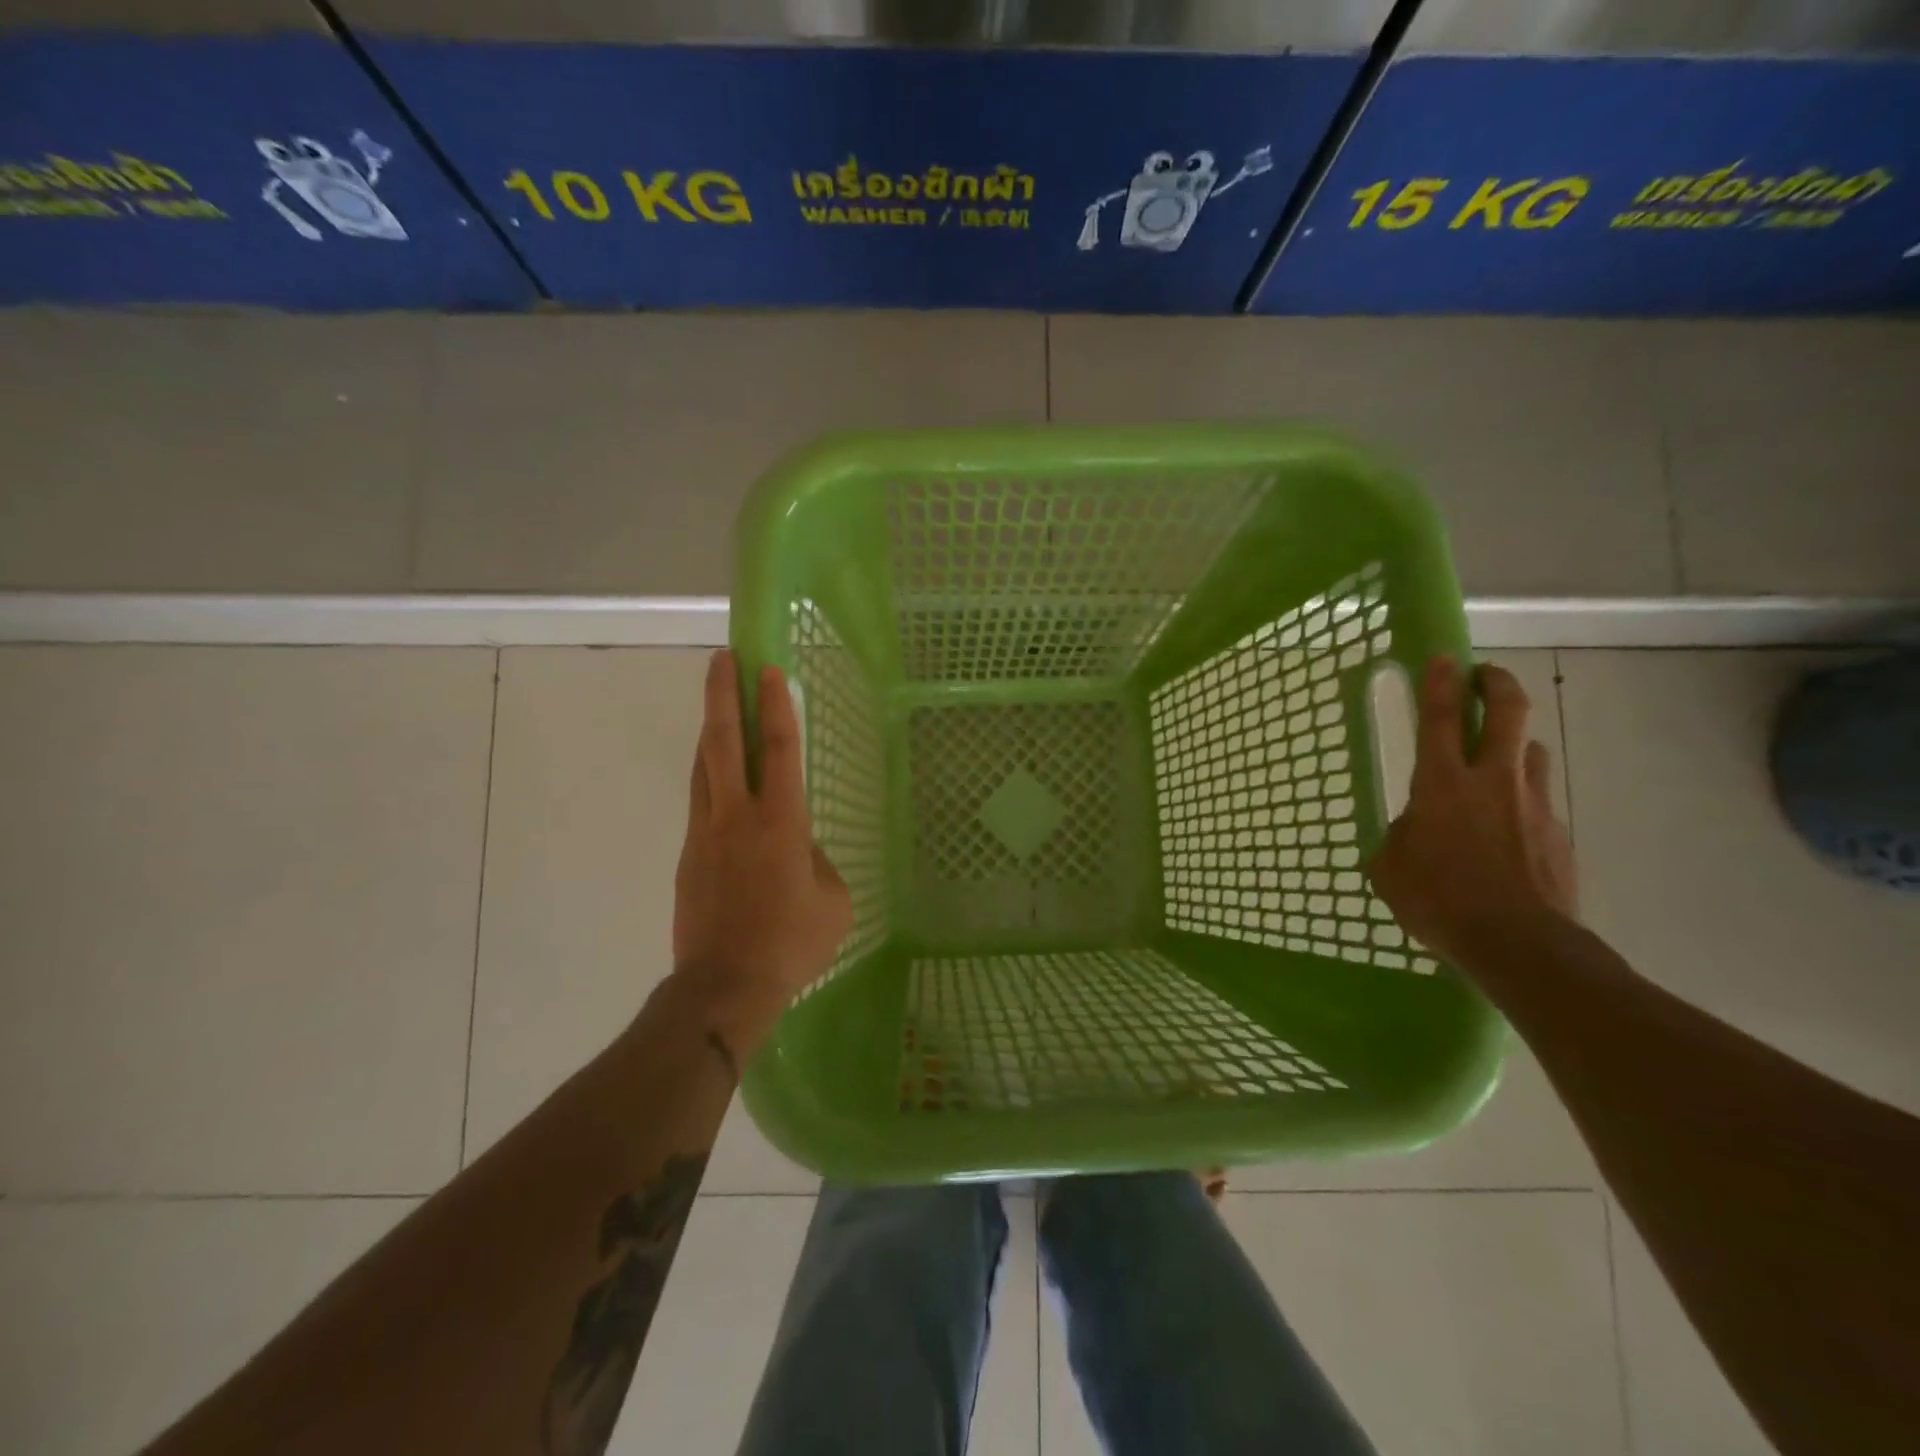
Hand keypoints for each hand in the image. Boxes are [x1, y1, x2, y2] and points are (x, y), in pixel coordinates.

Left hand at [670, 650, 851, 1058]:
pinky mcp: (687, 856)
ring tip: (715, 703)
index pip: (778, 749)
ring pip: (702, 767)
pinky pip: (698, 801)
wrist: (724, 986)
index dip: (774, 706)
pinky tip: (715, 776)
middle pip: (724, 742)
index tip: (768, 669)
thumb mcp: (834, 902)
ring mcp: (705, 834)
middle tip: (722, 658)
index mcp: (781, 822)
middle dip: (722, 695)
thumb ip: (820, 864)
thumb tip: (802, 851)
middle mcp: (737, 816)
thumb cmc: (791, 943)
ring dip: (709, 729)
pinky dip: (707, 775)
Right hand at [1368, 658, 1578, 969]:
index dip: (1439, 683)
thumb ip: (1399, 835)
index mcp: (1442, 784)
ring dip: (1515, 741)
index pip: (1441, 718)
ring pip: (1532, 750)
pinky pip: (1539, 799)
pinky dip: (1523, 797)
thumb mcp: (1390, 868)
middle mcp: (1492, 781)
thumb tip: (1414, 827)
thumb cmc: (1438, 900)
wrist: (1520, 944)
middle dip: (1497, 684)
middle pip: (1508, 712)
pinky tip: (1508, 826)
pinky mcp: (1558, 832)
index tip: (1442, 657)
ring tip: (1499, 754)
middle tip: (1485, 675)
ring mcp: (1533, 804)